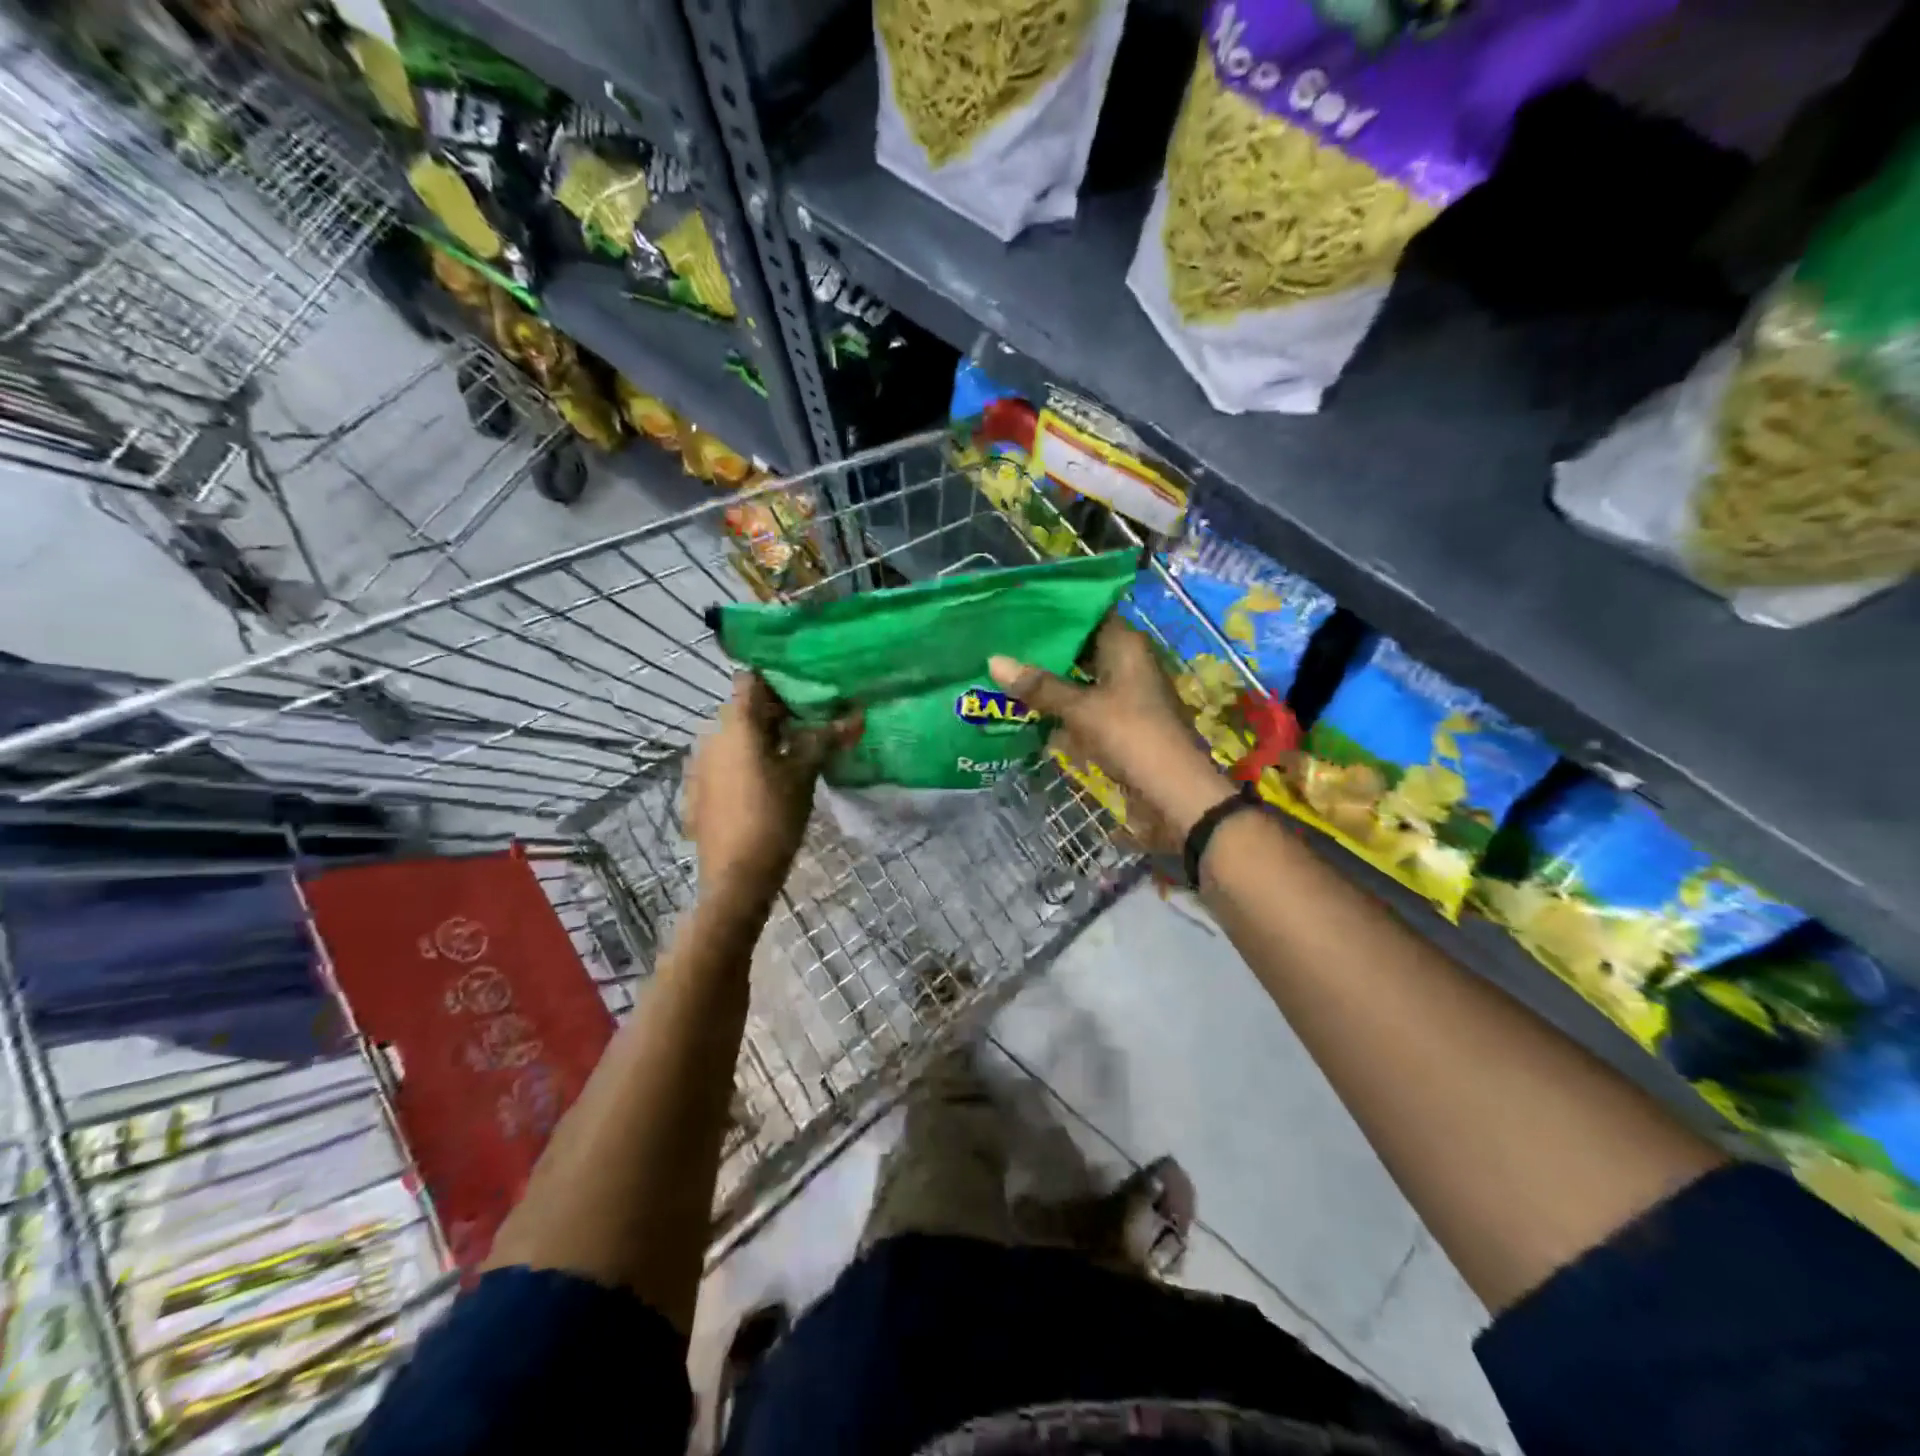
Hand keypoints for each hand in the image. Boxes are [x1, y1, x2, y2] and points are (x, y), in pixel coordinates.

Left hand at [685, 675, 858, 901]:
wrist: (736, 876)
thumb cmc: (773, 816)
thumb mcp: (805, 775)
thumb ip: (825, 739)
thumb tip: (856, 714)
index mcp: (735, 723)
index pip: (752, 679)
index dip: (779, 679)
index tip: (807, 688)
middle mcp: (710, 734)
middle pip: (744, 708)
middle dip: (777, 712)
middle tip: (813, 722)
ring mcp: (700, 763)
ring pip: (734, 735)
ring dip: (762, 737)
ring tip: (796, 752)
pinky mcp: (698, 789)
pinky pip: (725, 760)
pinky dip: (746, 760)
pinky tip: (769, 781)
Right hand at [989, 617, 1232, 854]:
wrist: (1174, 794)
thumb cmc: (1131, 736)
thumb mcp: (1081, 709)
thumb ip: (1039, 686)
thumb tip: (994, 660)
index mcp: (1126, 647)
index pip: (1088, 613)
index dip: (1056, 610)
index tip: (1018, 608)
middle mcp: (1126, 665)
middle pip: (1080, 648)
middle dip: (1045, 650)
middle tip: (1000, 642)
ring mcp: (1123, 696)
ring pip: (1079, 681)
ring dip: (1048, 683)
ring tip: (1003, 674)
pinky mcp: (1118, 725)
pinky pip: (1082, 710)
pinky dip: (1059, 711)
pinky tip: (1026, 712)